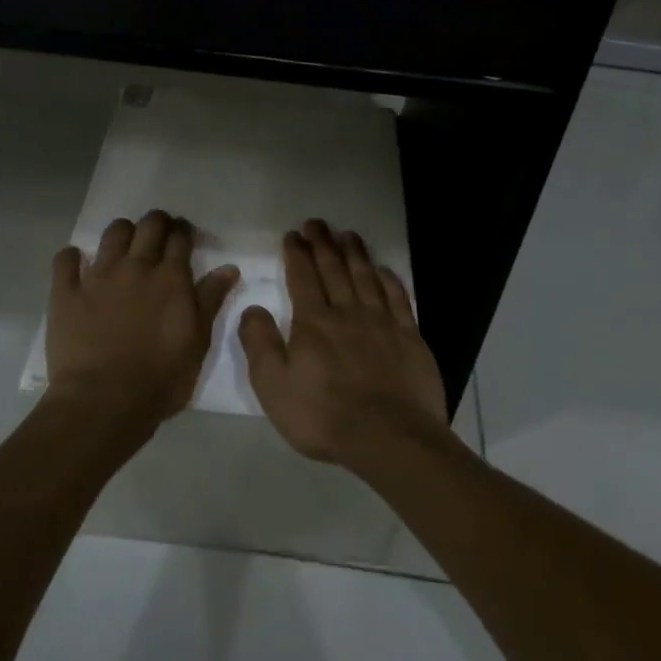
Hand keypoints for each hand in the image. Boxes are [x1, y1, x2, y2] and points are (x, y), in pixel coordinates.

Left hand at [45, 209, 239, 433]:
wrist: (104, 401)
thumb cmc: (161, 379)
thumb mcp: (198, 342)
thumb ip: (210, 300)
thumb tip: (228, 267)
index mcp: (171, 278)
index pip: (180, 239)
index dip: (184, 232)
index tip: (185, 235)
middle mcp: (136, 267)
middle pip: (149, 226)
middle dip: (157, 222)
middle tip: (159, 233)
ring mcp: (98, 277)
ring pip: (112, 234)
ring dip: (122, 232)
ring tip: (125, 245)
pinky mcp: (66, 292)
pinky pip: (65, 260)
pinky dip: (72, 257)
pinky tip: (77, 263)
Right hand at [238, 219, 450, 470]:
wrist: (389, 437)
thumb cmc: (324, 416)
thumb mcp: (274, 386)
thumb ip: (259, 344)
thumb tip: (251, 308)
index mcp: (313, 322)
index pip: (302, 278)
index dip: (296, 254)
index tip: (293, 235)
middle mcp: (347, 312)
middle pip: (334, 269)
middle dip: (323, 244)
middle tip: (317, 223)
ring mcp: (382, 322)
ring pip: (366, 277)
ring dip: (355, 253)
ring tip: (348, 234)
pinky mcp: (409, 337)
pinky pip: (398, 298)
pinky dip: (390, 280)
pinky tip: (384, 270)